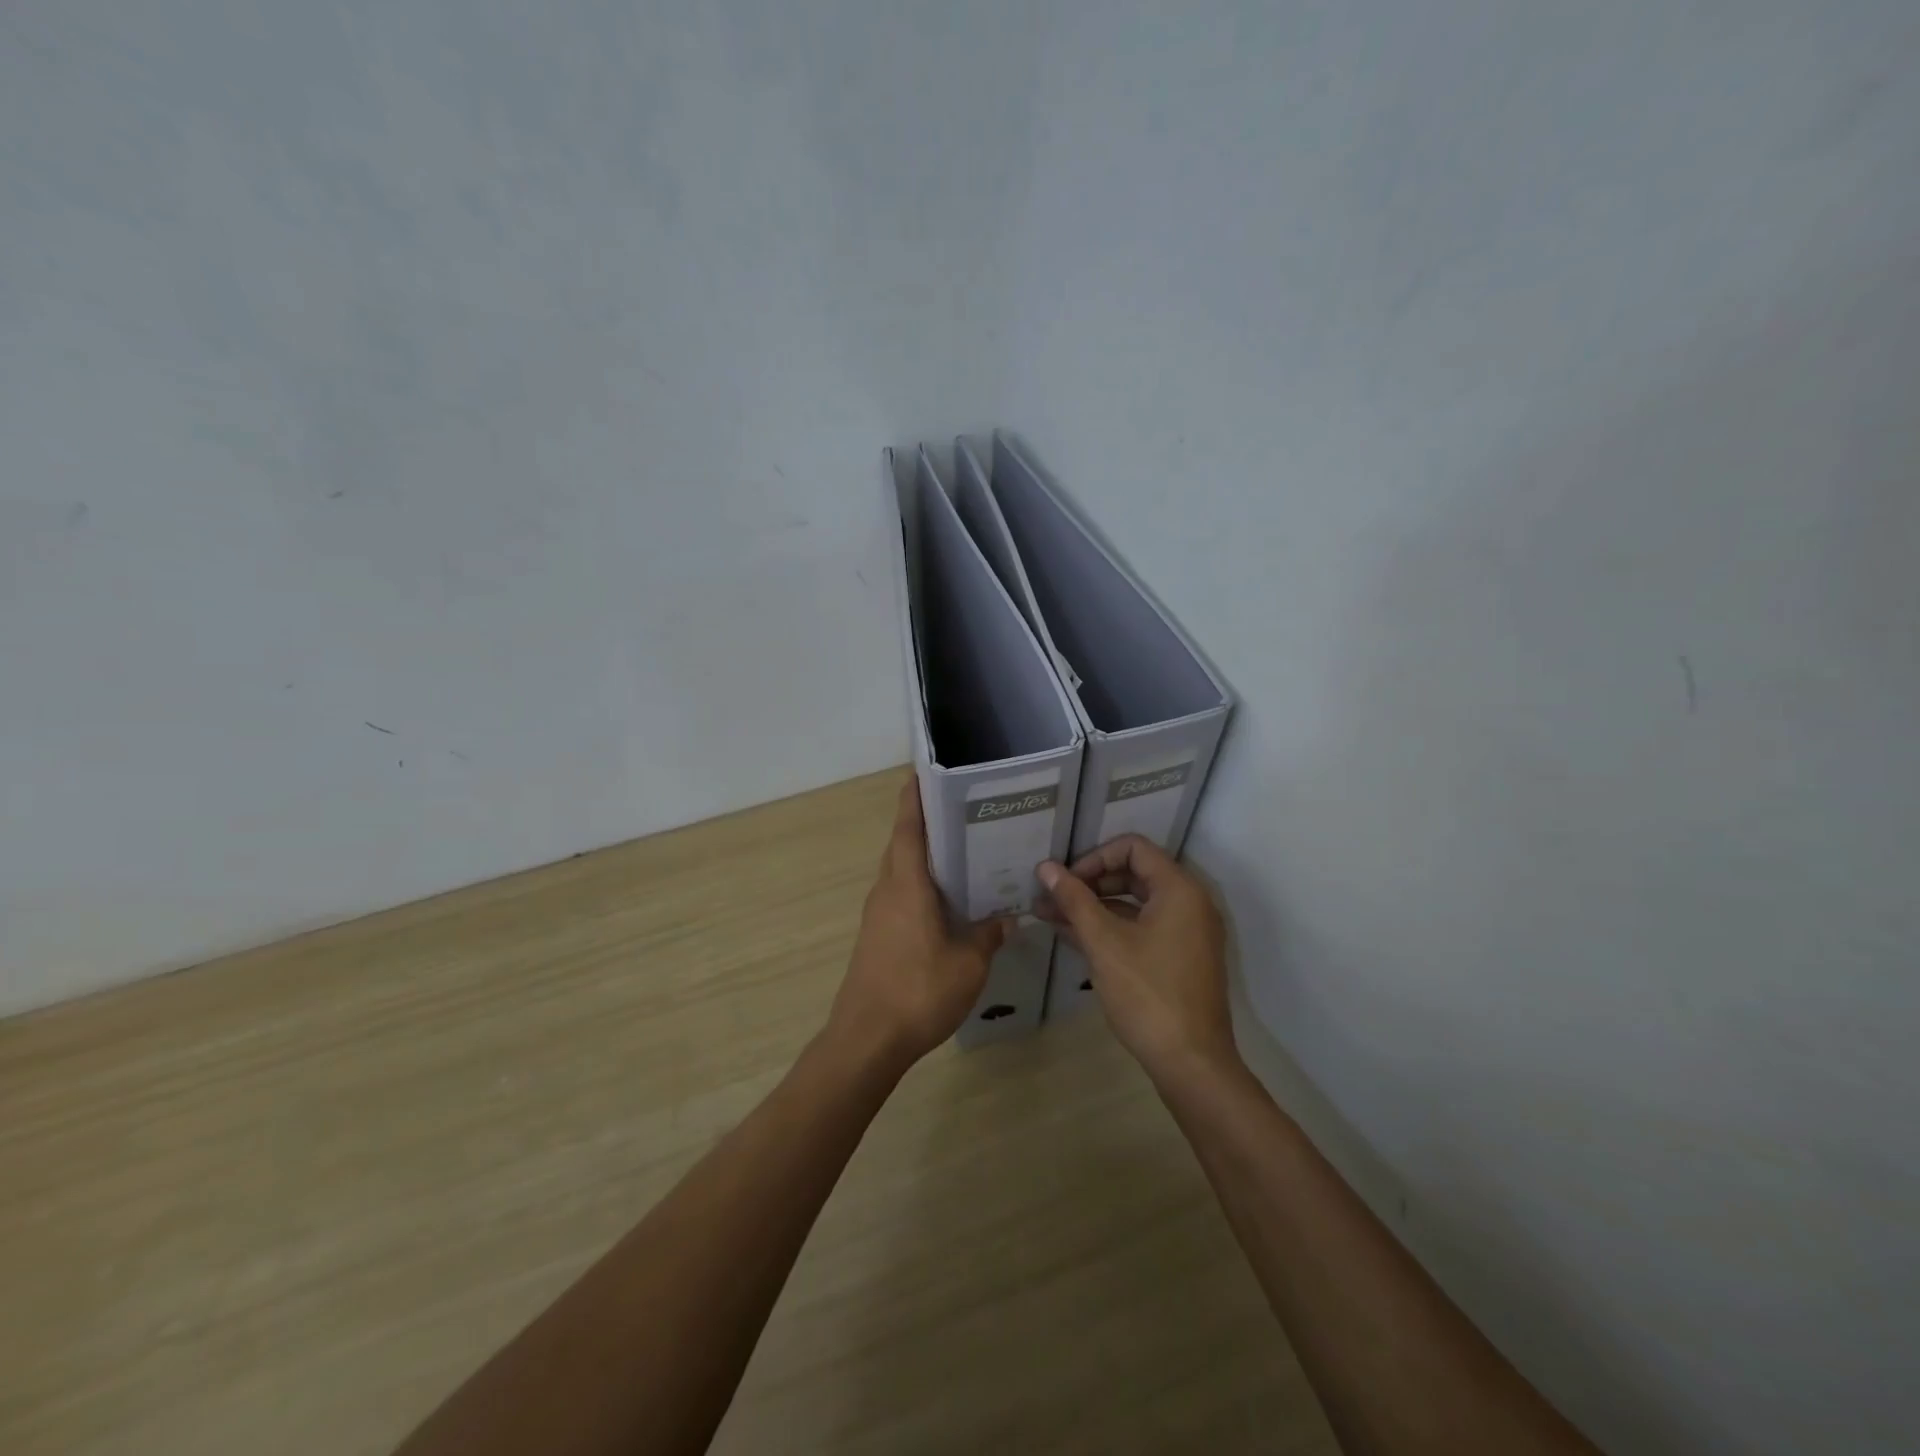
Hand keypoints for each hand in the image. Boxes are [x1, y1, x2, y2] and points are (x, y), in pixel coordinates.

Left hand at [830, 778, 1011, 1067]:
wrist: (867, 1039)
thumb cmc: (918, 991)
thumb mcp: (968, 963)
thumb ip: (988, 935)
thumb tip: (1007, 918)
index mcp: (906, 884)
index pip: (908, 827)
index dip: (914, 798)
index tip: (923, 772)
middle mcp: (887, 890)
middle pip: (903, 845)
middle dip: (926, 824)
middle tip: (963, 812)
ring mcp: (877, 915)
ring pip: (901, 872)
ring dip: (924, 858)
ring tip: (964, 853)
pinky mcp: (876, 937)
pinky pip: (900, 896)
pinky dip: (921, 887)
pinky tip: (948, 903)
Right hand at [1036, 836, 1237, 1084]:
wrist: (1192, 1063)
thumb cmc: (1147, 994)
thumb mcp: (1104, 942)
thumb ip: (1074, 900)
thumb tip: (1046, 867)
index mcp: (1179, 889)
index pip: (1133, 848)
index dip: (1094, 858)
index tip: (1065, 882)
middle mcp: (1189, 903)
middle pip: (1133, 873)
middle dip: (1088, 883)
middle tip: (1051, 899)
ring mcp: (1187, 932)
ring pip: (1134, 904)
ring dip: (1094, 907)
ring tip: (1049, 917)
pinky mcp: (1180, 958)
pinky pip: (1142, 927)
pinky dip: (1111, 928)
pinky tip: (1073, 937)